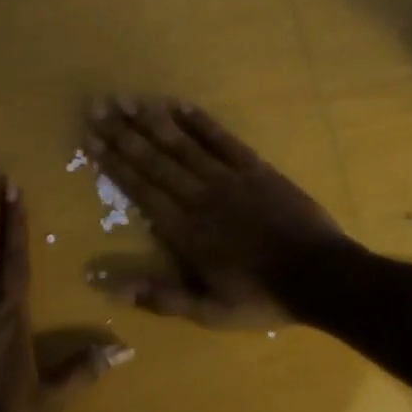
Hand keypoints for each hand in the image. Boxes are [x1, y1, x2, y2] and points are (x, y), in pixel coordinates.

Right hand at [84, 97, 352, 328]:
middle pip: (155, 160)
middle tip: (97, 106)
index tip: (90, 139)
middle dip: (123, 133)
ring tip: (127, 99)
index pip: (141, 190)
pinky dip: (201, 122)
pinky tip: (180, 104)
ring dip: (153, 121)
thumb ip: (161, 297)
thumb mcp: (209, 312)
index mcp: (185, 231)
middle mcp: (200, 197)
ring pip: (184, 144)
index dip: (114, 163)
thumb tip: (110, 288)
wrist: (321, 276)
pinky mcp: (256, 169)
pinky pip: (223, 140)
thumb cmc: (262, 298)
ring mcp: (229, 179)